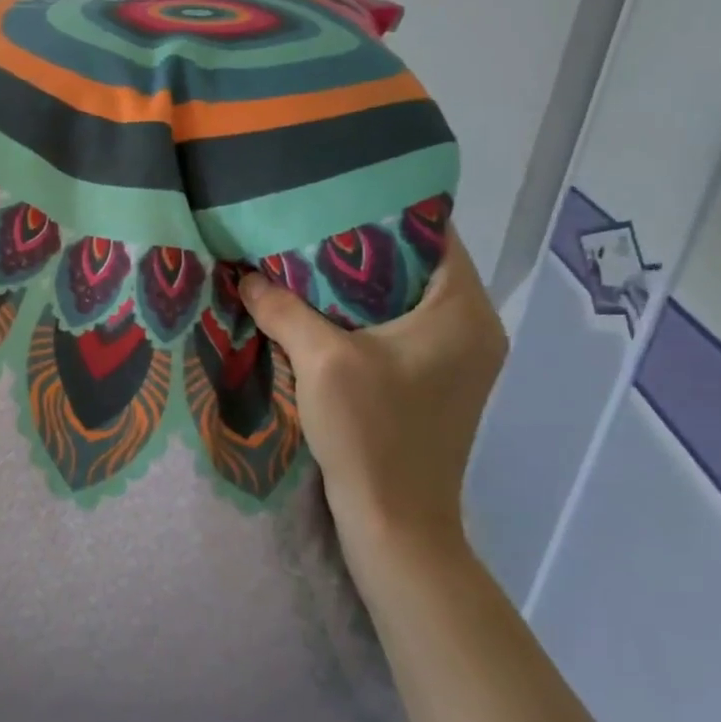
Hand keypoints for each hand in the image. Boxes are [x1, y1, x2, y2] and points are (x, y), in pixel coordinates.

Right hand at [239, 228, 507, 575]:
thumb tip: (246, 276)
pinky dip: (367, 314)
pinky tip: (322, 311)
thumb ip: (282, 308)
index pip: (435, 234)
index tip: (335, 197)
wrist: (396, 524)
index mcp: (463, 312)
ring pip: (408, 298)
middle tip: (310, 227)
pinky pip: (403, 328)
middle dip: (364, 246)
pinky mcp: (439, 383)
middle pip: (420, 265)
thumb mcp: (321, 361)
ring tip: (307, 262)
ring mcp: (460, 359)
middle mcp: (474, 329)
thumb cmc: (372, 434)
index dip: (386, 210)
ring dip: (362, 283)